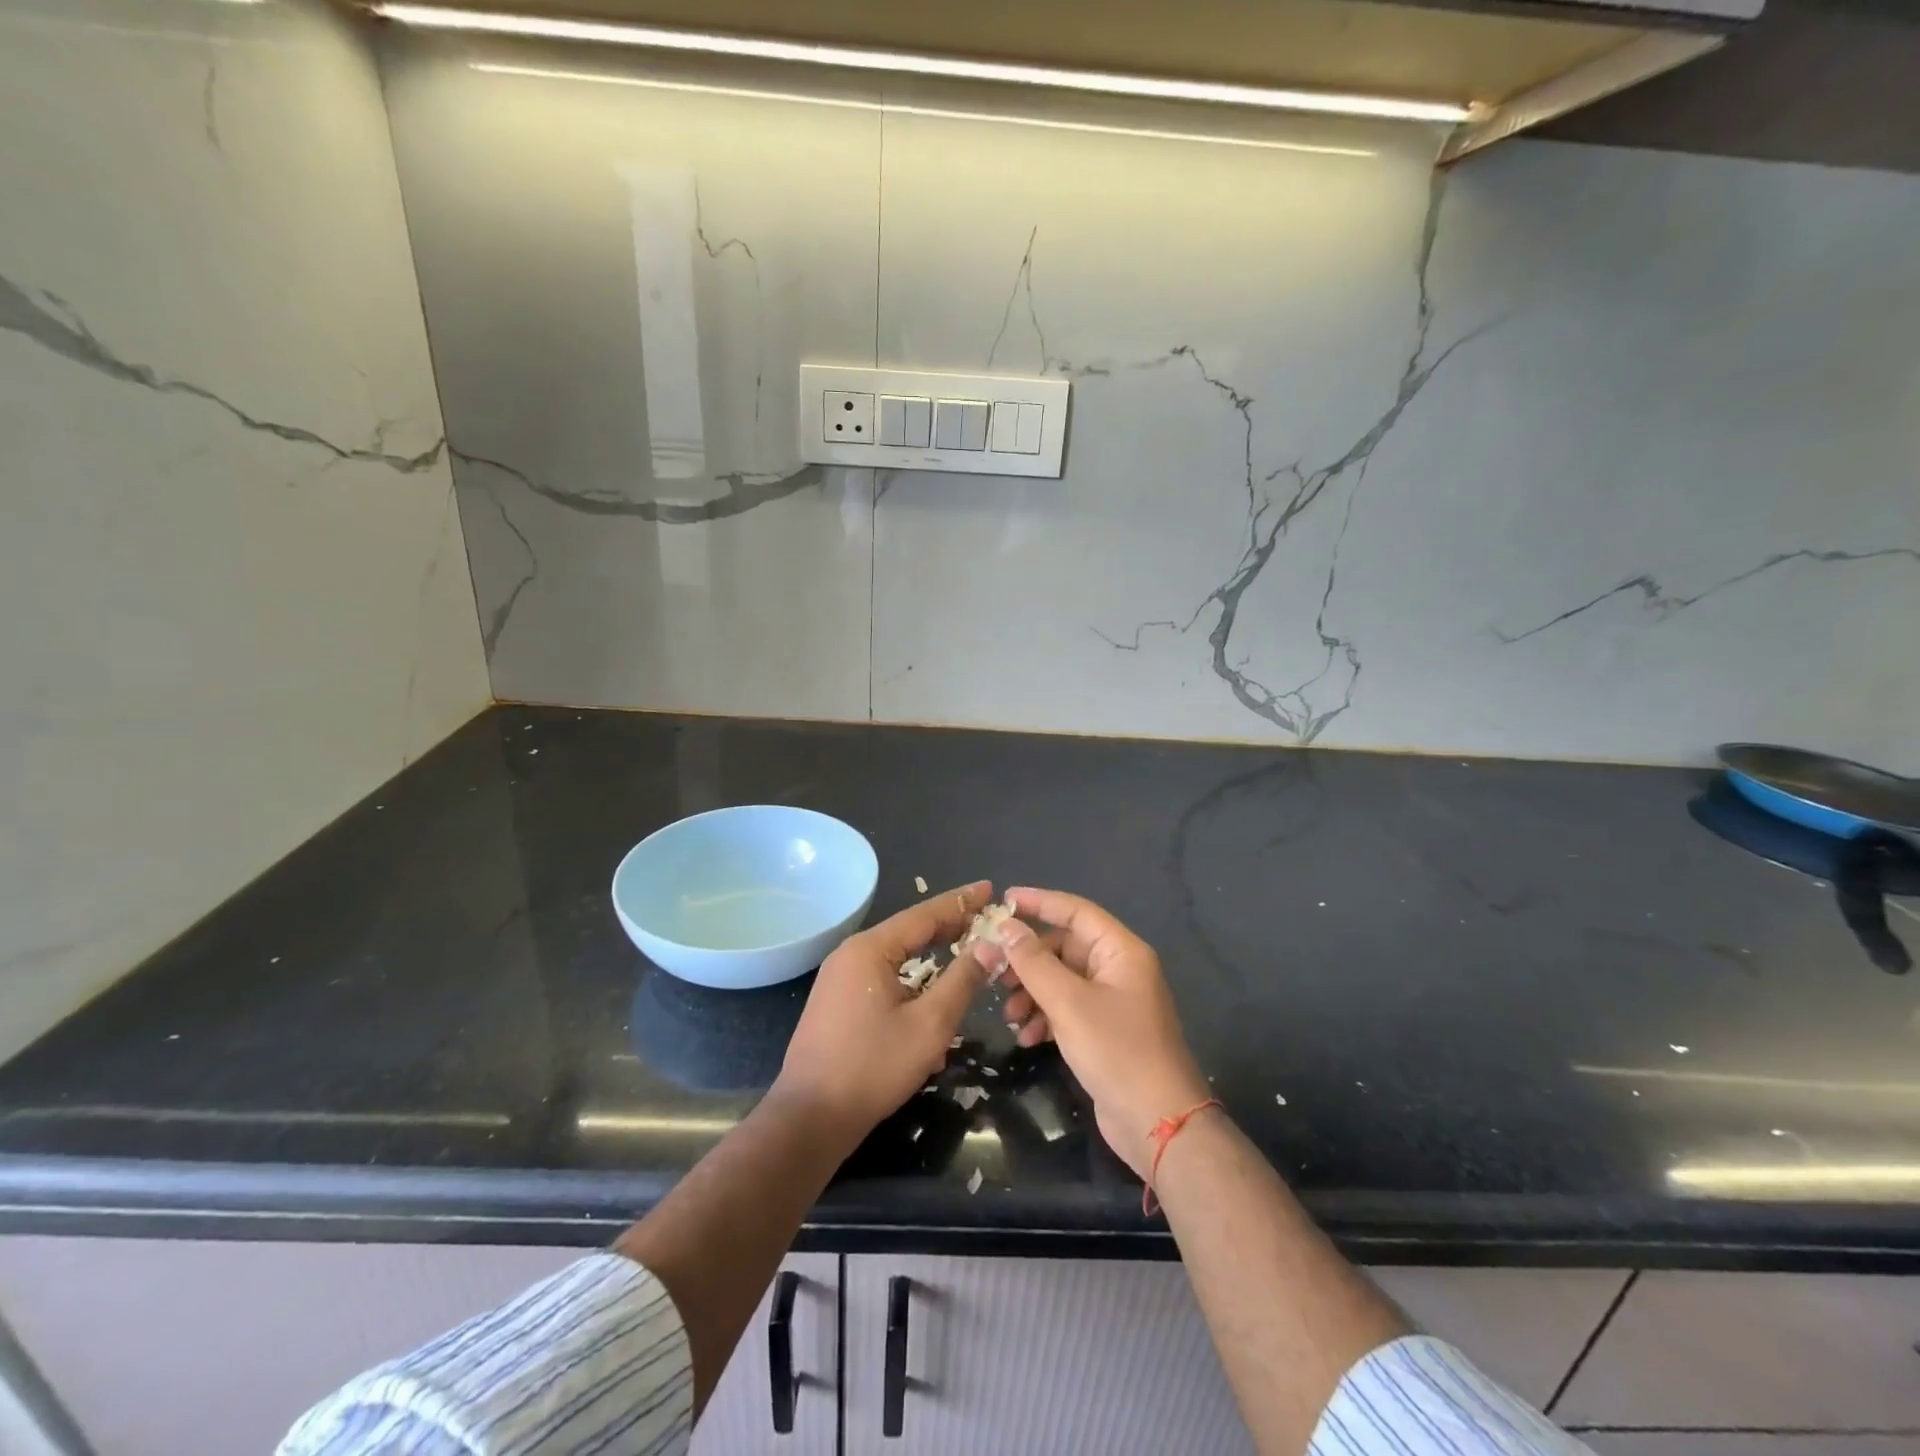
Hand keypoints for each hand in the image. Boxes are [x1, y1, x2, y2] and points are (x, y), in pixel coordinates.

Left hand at [774, 880, 992, 1141]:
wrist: (810, 1118)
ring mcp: (839, 979)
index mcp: (870, 949)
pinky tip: (931, 997)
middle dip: (947, 926)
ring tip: (963, 949)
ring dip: (930, 956)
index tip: (989, 889)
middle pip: (908, 932)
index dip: (960, 902)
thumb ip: (962, 980)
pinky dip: (910, 981)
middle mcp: (851, 954)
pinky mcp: (836, 1002)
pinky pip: (882, 979)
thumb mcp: (930, 1025)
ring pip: (896, 958)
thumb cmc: (873, 1067)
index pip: (924, 915)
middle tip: (984, 918)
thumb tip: (990, 946)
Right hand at [975, 888, 1209, 1180]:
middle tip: (993, 970)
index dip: (1040, 902)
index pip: (1076, 911)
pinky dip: (1045, 1017)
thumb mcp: (1068, 1003)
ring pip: (1062, 980)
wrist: (1159, 1125)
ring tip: (1009, 1014)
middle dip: (1028, 959)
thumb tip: (1005, 927)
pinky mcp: (1104, 1032)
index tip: (1004, 900)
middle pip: (1064, 947)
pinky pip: (1067, 1009)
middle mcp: (1118, 969)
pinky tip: (1027, 1037)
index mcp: (1120, 951)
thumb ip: (1033, 962)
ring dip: (1032, 992)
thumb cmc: (1117, 1051)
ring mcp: (1112, 1002)